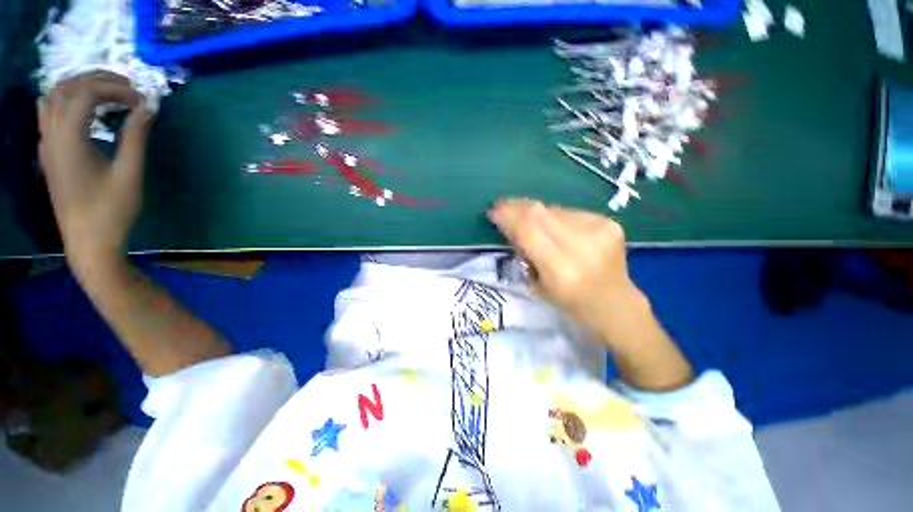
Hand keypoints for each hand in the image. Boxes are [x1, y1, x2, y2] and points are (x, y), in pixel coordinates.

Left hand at [38, 72, 153, 276]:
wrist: (88, 242)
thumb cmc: (111, 211)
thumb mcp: (129, 174)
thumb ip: (136, 136)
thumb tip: (147, 107)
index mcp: (69, 139)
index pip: (85, 93)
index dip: (115, 88)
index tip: (141, 99)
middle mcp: (51, 135)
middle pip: (66, 87)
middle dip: (97, 80)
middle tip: (127, 89)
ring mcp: (46, 144)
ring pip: (53, 96)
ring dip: (79, 86)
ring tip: (108, 94)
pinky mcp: (48, 153)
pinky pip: (48, 113)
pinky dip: (67, 101)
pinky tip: (85, 110)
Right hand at [489, 198, 692, 388]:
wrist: (616, 304)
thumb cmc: (571, 303)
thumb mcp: (538, 285)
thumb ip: (524, 251)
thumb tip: (510, 223)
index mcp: (561, 270)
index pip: (527, 231)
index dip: (507, 216)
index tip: (493, 211)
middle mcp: (582, 246)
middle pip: (540, 213)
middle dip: (516, 207)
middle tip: (503, 206)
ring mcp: (600, 230)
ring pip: (553, 209)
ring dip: (535, 212)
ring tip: (527, 219)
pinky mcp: (609, 222)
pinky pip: (570, 212)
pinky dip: (555, 217)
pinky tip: (554, 227)